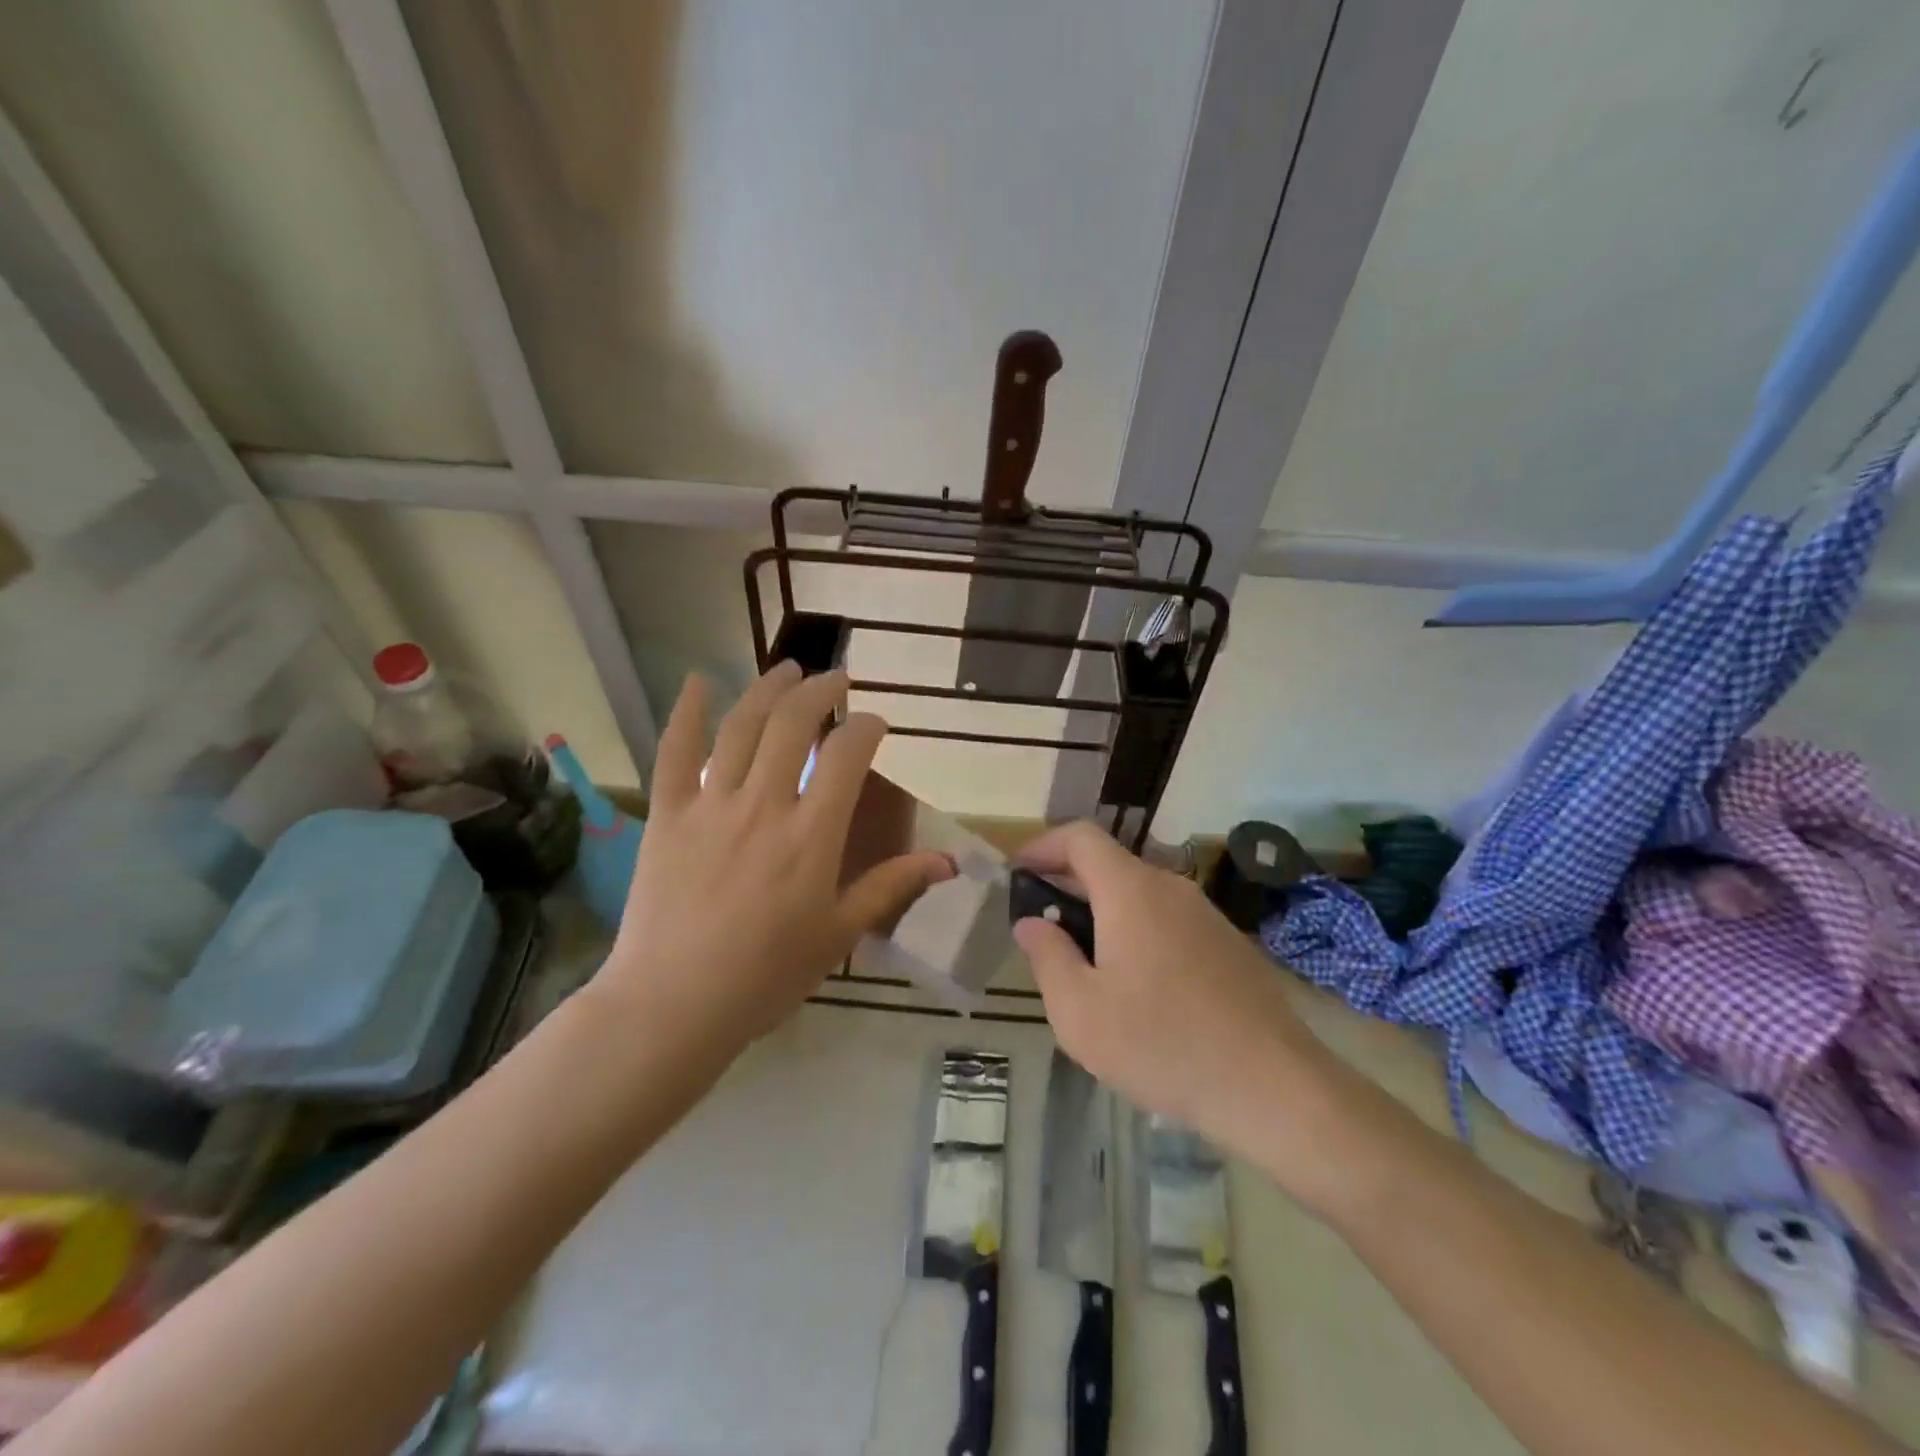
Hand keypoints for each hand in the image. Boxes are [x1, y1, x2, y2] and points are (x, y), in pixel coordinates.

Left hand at [595, 664, 953, 1059]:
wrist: (672, 1005)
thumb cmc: (765, 976)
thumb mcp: (838, 934)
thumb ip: (889, 887)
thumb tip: (947, 861)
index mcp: (812, 836)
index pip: (848, 755)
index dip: (867, 727)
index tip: (875, 723)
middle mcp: (764, 805)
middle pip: (794, 724)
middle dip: (820, 691)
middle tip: (836, 680)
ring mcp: (710, 805)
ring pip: (741, 726)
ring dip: (768, 689)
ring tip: (787, 670)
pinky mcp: (668, 814)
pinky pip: (675, 752)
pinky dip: (686, 712)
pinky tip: (699, 681)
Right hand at [1012, 822, 1341, 1161]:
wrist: (1273, 1087)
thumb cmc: (1162, 1044)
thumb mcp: (1080, 1012)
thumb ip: (1047, 957)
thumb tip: (1032, 922)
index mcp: (1130, 891)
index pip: (1080, 837)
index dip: (1043, 845)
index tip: (1018, 873)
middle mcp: (1170, 887)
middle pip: (1109, 864)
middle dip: (1068, 884)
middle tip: (1044, 927)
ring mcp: (1205, 913)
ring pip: (1140, 894)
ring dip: (1104, 912)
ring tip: (1086, 964)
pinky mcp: (1228, 942)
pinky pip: (1168, 919)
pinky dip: (1137, 931)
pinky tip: (1138, 986)